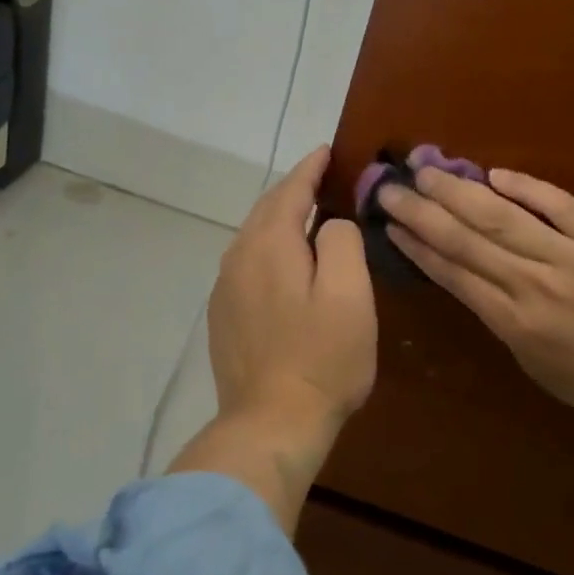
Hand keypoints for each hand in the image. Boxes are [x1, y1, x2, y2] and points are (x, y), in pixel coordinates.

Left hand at [208, 147, 376, 432]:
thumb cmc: (322, 358)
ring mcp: (225, 289)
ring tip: (307, 216)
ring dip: (280, 220)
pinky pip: (247, 264)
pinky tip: (284, 263)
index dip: (310, 168)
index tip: (327, 151)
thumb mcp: (350, 294)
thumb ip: (341, 242)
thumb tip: (330, 223)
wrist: (271, 424)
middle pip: (266, 210)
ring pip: (253, 238)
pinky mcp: (223, 316)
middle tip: (322, 179)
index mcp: (269, 244)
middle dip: (293, 191)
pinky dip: (268, 250)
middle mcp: (237, 258)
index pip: (290, 190)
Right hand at [380, 167, 573, 424]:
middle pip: (467, 240)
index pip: (454, 274)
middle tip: (391, 188)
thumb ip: (497, 315)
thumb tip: (466, 272)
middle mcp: (535, 284)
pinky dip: (527, 188)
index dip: (418, 246)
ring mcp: (572, 257)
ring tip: (426, 171)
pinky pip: (560, 206)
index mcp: (513, 321)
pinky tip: (494, 174)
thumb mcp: (530, 360)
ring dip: (459, 192)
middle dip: (423, 212)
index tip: (391, 225)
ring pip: (504, 218)